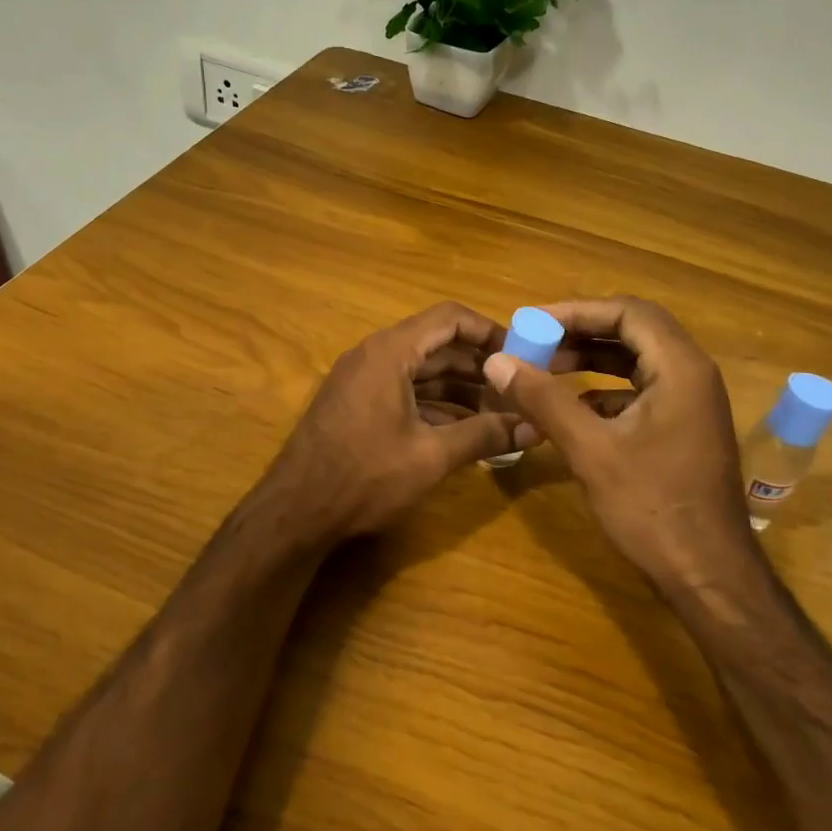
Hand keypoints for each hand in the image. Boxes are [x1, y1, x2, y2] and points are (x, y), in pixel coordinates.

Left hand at [264, 303, 527, 540]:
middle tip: (519, 388)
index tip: (522, 353)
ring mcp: (362, 381)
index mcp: (390, 352)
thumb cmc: (365, 476)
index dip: (489, 330)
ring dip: (460, 388)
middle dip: (480, 366)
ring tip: (500, 412)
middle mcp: (374, 356)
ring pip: (421, 371)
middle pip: (437, 345)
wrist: (296, 511)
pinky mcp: (356, 405)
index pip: (449, 318)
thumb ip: (484, 435)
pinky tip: (463, 428)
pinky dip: (435, 404)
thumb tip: (535, 428)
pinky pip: (404, 391)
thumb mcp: (431, 456)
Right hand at [483, 296, 762, 589]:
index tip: (533, 322)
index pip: (628, 312)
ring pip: (637, 361)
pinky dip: (605, 391)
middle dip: (583, 331)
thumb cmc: (651, 507)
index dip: (577, 310)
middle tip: (536, 342)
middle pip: (635, 331)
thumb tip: (497, 360)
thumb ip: (543, 399)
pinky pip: (641, 391)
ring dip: (593, 360)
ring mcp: (691, 403)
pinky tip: (572, 409)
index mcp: (680, 368)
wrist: (708, 573)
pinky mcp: (683, 428)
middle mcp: (692, 375)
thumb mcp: (590, 450)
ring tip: (546, 368)